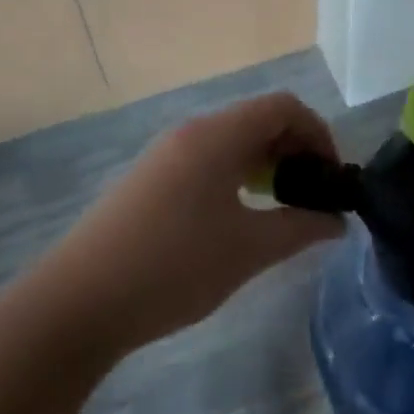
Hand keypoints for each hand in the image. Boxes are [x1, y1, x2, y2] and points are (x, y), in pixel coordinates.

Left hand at [41, 93, 344, 352]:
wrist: (76, 305)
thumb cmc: (173, 268)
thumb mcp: (248, 250)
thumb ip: (301, 228)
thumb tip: (337, 221)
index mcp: (217, 136)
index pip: (284, 107)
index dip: (318, 134)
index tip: (331, 177)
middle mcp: (192, 133)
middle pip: (259, 119)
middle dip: (296, 149)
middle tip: (313, 195)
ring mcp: (166, 155)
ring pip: (233, 141)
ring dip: (267, 163)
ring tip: (282, 207)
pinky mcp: (150, 180)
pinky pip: (209, 159)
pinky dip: (238, 175)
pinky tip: (240, 217)